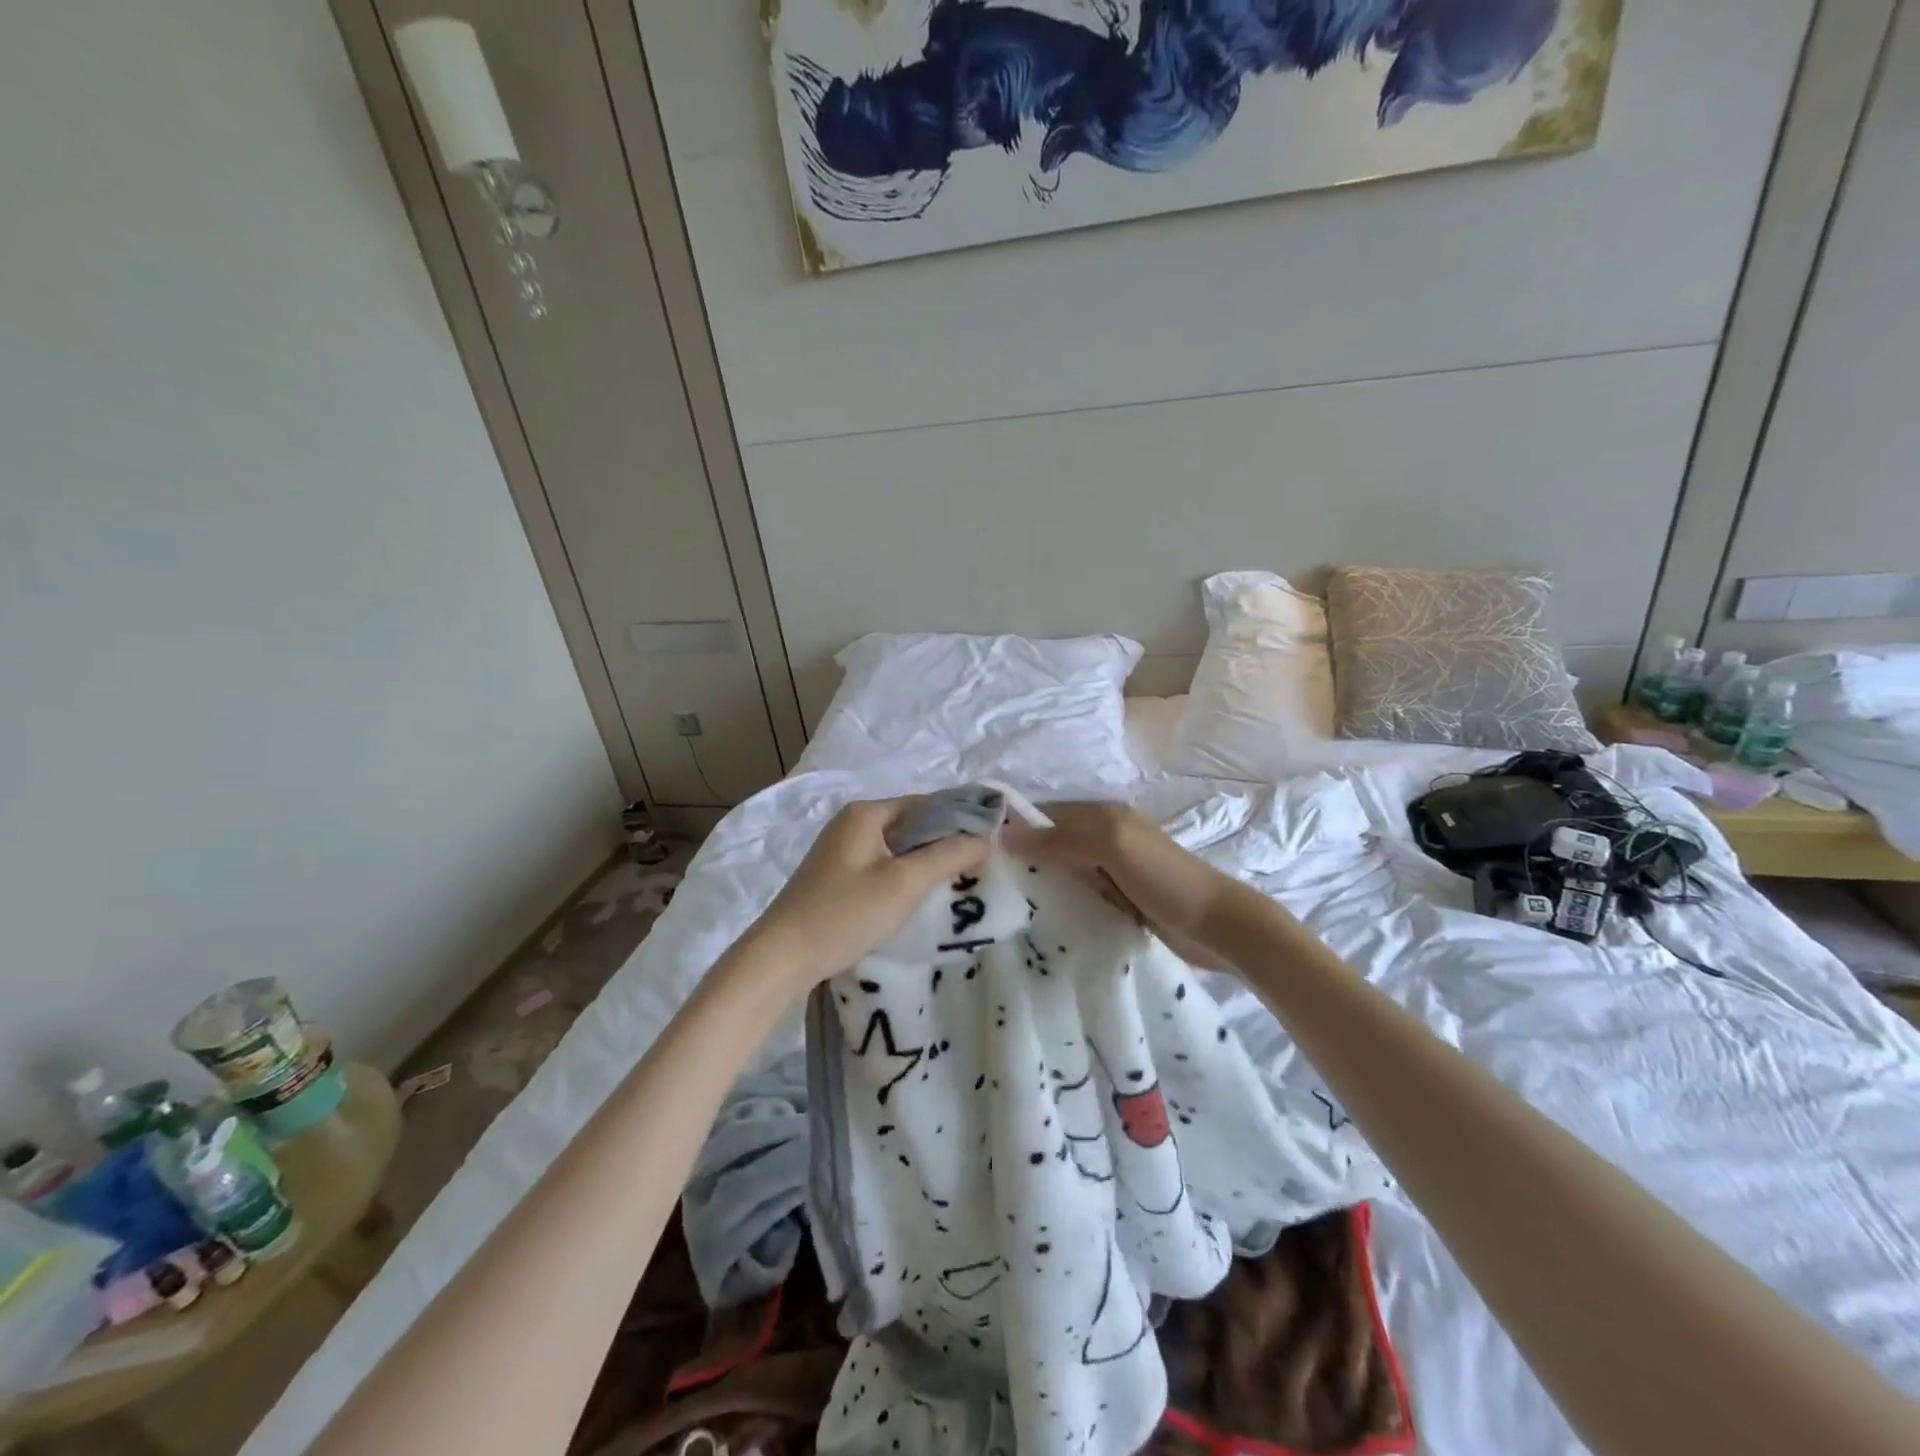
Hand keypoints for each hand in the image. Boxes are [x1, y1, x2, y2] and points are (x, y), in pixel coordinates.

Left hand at [745, 797, 991, 986]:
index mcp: (867, 813)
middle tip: (982, 866)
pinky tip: (923, 897)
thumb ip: (949, 855)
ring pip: (899, 848)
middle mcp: (853, 823)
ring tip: (960, 882)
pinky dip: (906, 876)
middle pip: (913, 824)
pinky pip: (884, 866)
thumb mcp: (905, 883)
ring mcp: (842, 851)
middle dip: (947, 842)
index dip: (963, 818)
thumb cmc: (846, 913)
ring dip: (928, 861)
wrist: (782, 957)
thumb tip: (988, 837)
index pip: (928, 803)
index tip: (994, 841)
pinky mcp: (837, 877)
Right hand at [1004, 803, 1236, 970]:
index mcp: (1102, 815)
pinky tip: (1036, 917)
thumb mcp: (1112, 846)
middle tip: (982, 881)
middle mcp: (1103, 837)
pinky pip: (1076, 893)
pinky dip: (1058, 901)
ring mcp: (1110, 870)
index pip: (1045, 815)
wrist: (1217, 926)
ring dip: (1038, 881)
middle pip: (1050, 842)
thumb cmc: (1165, 879)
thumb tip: (1004, 835)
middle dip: (1021, 856)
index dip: (1014, 828)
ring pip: (1061, 869)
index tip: (977, 850)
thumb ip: (1061, 838)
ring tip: (999, 902)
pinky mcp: (1116, 899)